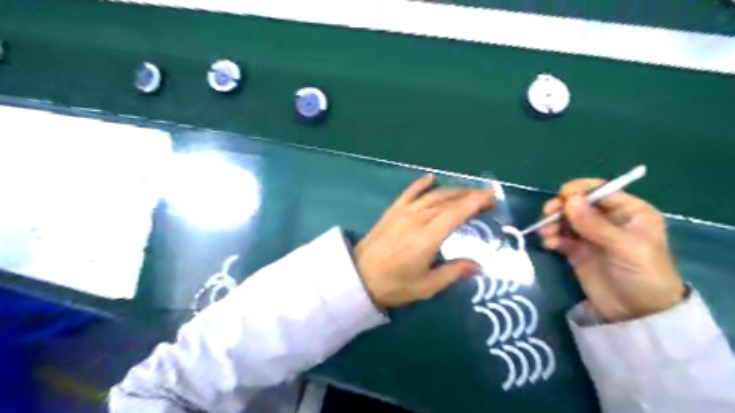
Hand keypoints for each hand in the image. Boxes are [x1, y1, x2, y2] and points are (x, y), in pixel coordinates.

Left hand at [355, 174, 492, 309]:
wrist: (357, 277)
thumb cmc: (393, 285)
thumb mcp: (426, 286)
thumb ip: (453, 273)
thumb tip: (478, 266)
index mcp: (427, 237)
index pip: (456, 212)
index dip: (476, 202)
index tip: (493, 197)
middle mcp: (417, 219)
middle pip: (448, 201)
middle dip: (470, 196)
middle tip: (488, 197)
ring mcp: (403, 212)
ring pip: (433, 195)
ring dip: (453, 191)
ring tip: (469, 192)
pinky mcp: (392, 211)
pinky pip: (409, 193)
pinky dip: (422, 184)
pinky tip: (432, 179)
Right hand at [538, 178, 686, 322]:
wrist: (636, 313)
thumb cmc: (642, 275)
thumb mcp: (625, 247)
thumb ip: (596, 224)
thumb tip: (569, 200)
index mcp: (629, 212)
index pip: (601, 191)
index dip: (580, 190)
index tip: (562, 196)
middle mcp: (608, 219)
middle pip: (578, 204)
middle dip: (561, 207)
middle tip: (547, 214)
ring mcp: (590, 235)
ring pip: (565, 219)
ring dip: (552, 223)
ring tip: (546, 234)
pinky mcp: (576, 250)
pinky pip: (559, 237)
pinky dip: (551, 238)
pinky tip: (548, 245)